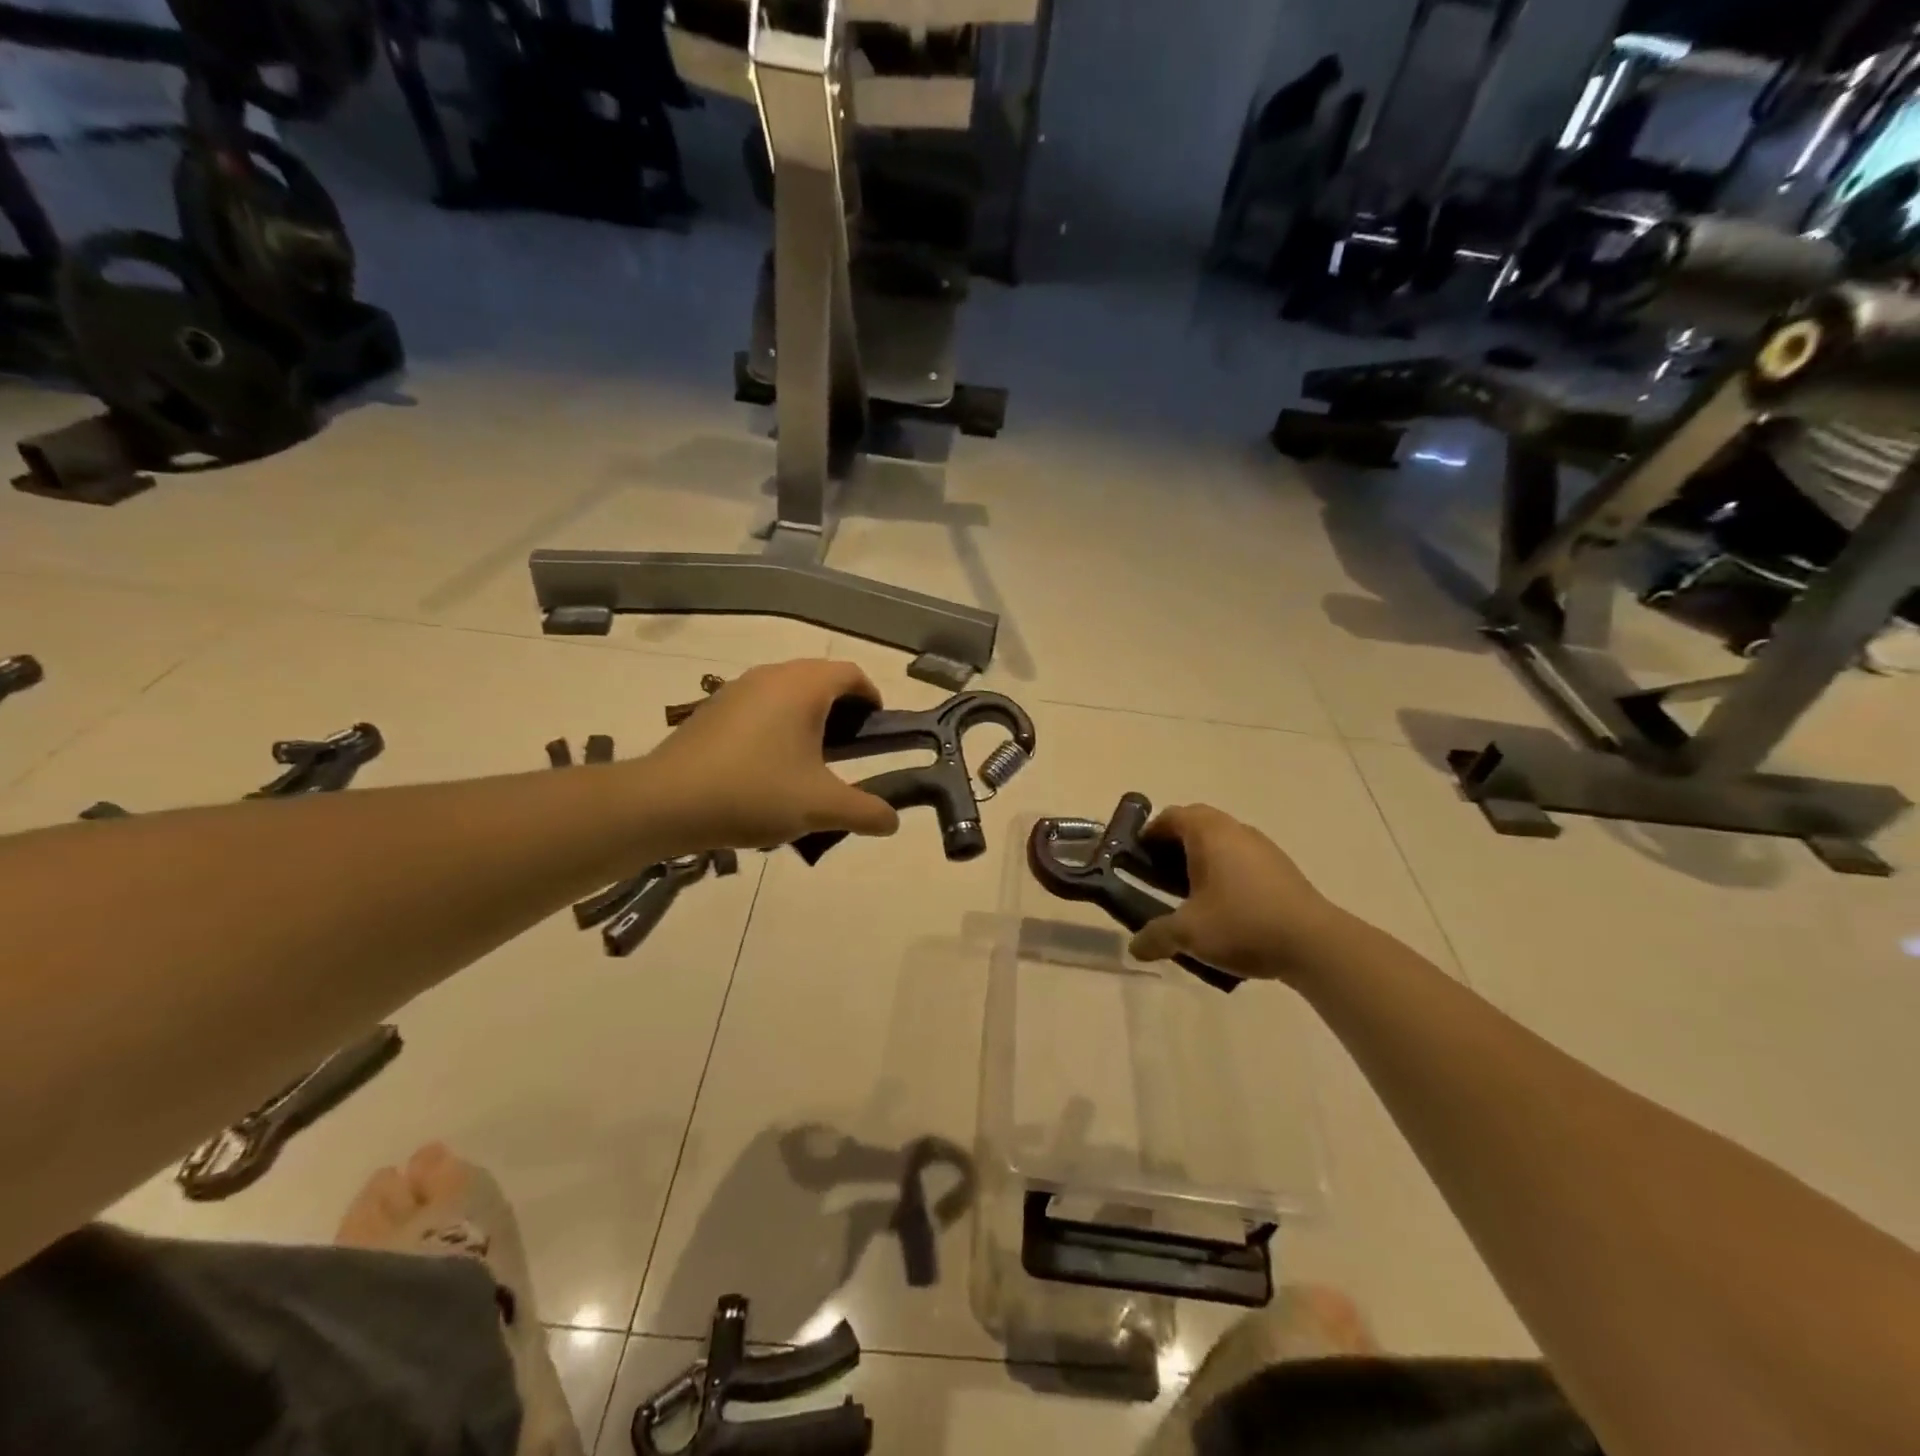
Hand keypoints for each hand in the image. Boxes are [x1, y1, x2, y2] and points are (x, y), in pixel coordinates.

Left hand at [640, 660, 900, 851]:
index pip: (851, 674)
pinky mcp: (713, 708)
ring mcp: (737, 689)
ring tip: (811, 761)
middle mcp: (772, 676)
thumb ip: (865, 812)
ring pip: (788, 692)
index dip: (872, 698)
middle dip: (842, 710)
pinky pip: (760, 705)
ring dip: (808, 717)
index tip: (878, 731)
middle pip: (820, 679)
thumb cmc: (754, 792)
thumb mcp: (820, 807)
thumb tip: (892, 821)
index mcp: (803, 687)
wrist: (665, 802)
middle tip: (850, 750)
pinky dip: (778, 724)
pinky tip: (769, 766)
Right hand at [1127, 805, 1342, 982]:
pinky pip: (1242, 858)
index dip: (1149, 833)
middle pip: (1196, 824)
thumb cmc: (1242, 924)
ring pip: (1222, 841)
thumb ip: (1156, 936)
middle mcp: (1235, 830)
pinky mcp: (1281, 868)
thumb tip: (1134, 947)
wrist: (1315, 943)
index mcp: (1208, 833)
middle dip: (1174, 845)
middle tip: (1157, 873)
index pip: (1171, 817)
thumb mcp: (1189, 933)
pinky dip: (1225, 872)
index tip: (1136, 857)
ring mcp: (1263, 847)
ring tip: (1188, 893)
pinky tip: (1223, 906)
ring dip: (1201, 859)